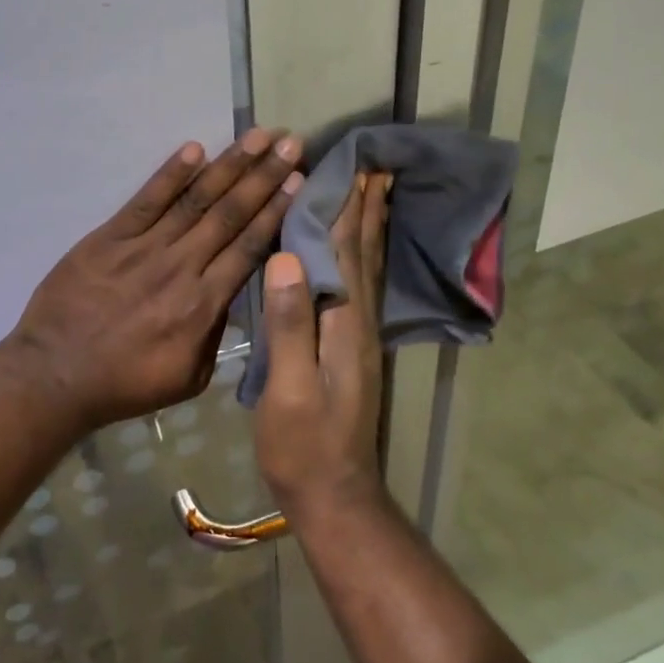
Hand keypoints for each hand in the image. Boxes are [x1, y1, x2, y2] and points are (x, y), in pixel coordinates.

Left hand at [1, 129, 303, 432]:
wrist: (56, 375)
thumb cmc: (126, 383)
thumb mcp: (189, 376)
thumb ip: (217, 332)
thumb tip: (233, 294)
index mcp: (203, 305)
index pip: (248, 247)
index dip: (275, 211)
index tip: (299, 181)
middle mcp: (180, 267)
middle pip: (229, 214)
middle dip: (264, 177)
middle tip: (290, 144)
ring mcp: (143, 248)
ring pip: (195, 200)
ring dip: (229, 165)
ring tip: (257, 137)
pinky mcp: (109, 237)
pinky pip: (145, 200)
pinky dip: (170, 174)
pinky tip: (194, 149)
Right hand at [254, 172, 390, 517]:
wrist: (332, 495)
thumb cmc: (303, 445)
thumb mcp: (288, 389)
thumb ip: (289, 325)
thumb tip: (288, 257)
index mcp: (345, 325)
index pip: (347, 254)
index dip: (349, 210)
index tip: (354, 167)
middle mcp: (361, 323)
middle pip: (365, 255)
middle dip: (368, 210)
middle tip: (375, 167)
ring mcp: (360, 338)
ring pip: (368, 270)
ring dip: (371, 229)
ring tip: (376, 195)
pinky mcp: (352, 350)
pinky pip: (360, 288)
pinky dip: (363, 258)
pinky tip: (358, 252)